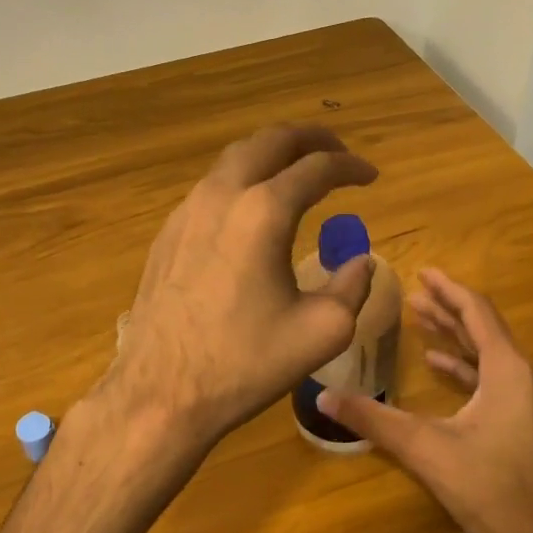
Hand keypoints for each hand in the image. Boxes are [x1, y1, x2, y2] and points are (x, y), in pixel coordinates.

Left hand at [97, 124, 377, 453]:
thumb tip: (360, 262)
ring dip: (271, 157)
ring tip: (296, 174)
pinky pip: (210, 189)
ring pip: (234, 160)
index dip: (351, 166)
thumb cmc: (245, 363)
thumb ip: (352, 287)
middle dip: (309, 140)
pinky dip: (241, 182)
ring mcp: (186, 212)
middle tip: (336, 153)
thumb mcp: (321, 331)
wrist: (161, 392)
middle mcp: (221, 196)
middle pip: (269, 141)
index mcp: (264, 212)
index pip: (317, 168)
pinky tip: (251, 211)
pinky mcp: (166, 234)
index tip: (370, 176)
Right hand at [318, 269, 532, 532]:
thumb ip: (374, 420)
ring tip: (420, 321)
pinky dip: (464, 368)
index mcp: (507, 371)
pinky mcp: (525, 423)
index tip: (422, 272)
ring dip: (455, 337)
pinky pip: (493, 379)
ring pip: (488, 355)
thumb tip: (323, 398)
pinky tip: (439, 368)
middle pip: (483, 329)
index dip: (448, 289)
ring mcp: (528, 402)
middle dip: (447, 309)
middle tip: (413, 294)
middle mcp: (523, 377)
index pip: (476, 313)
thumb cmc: (490, 488)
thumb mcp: (425, 450)